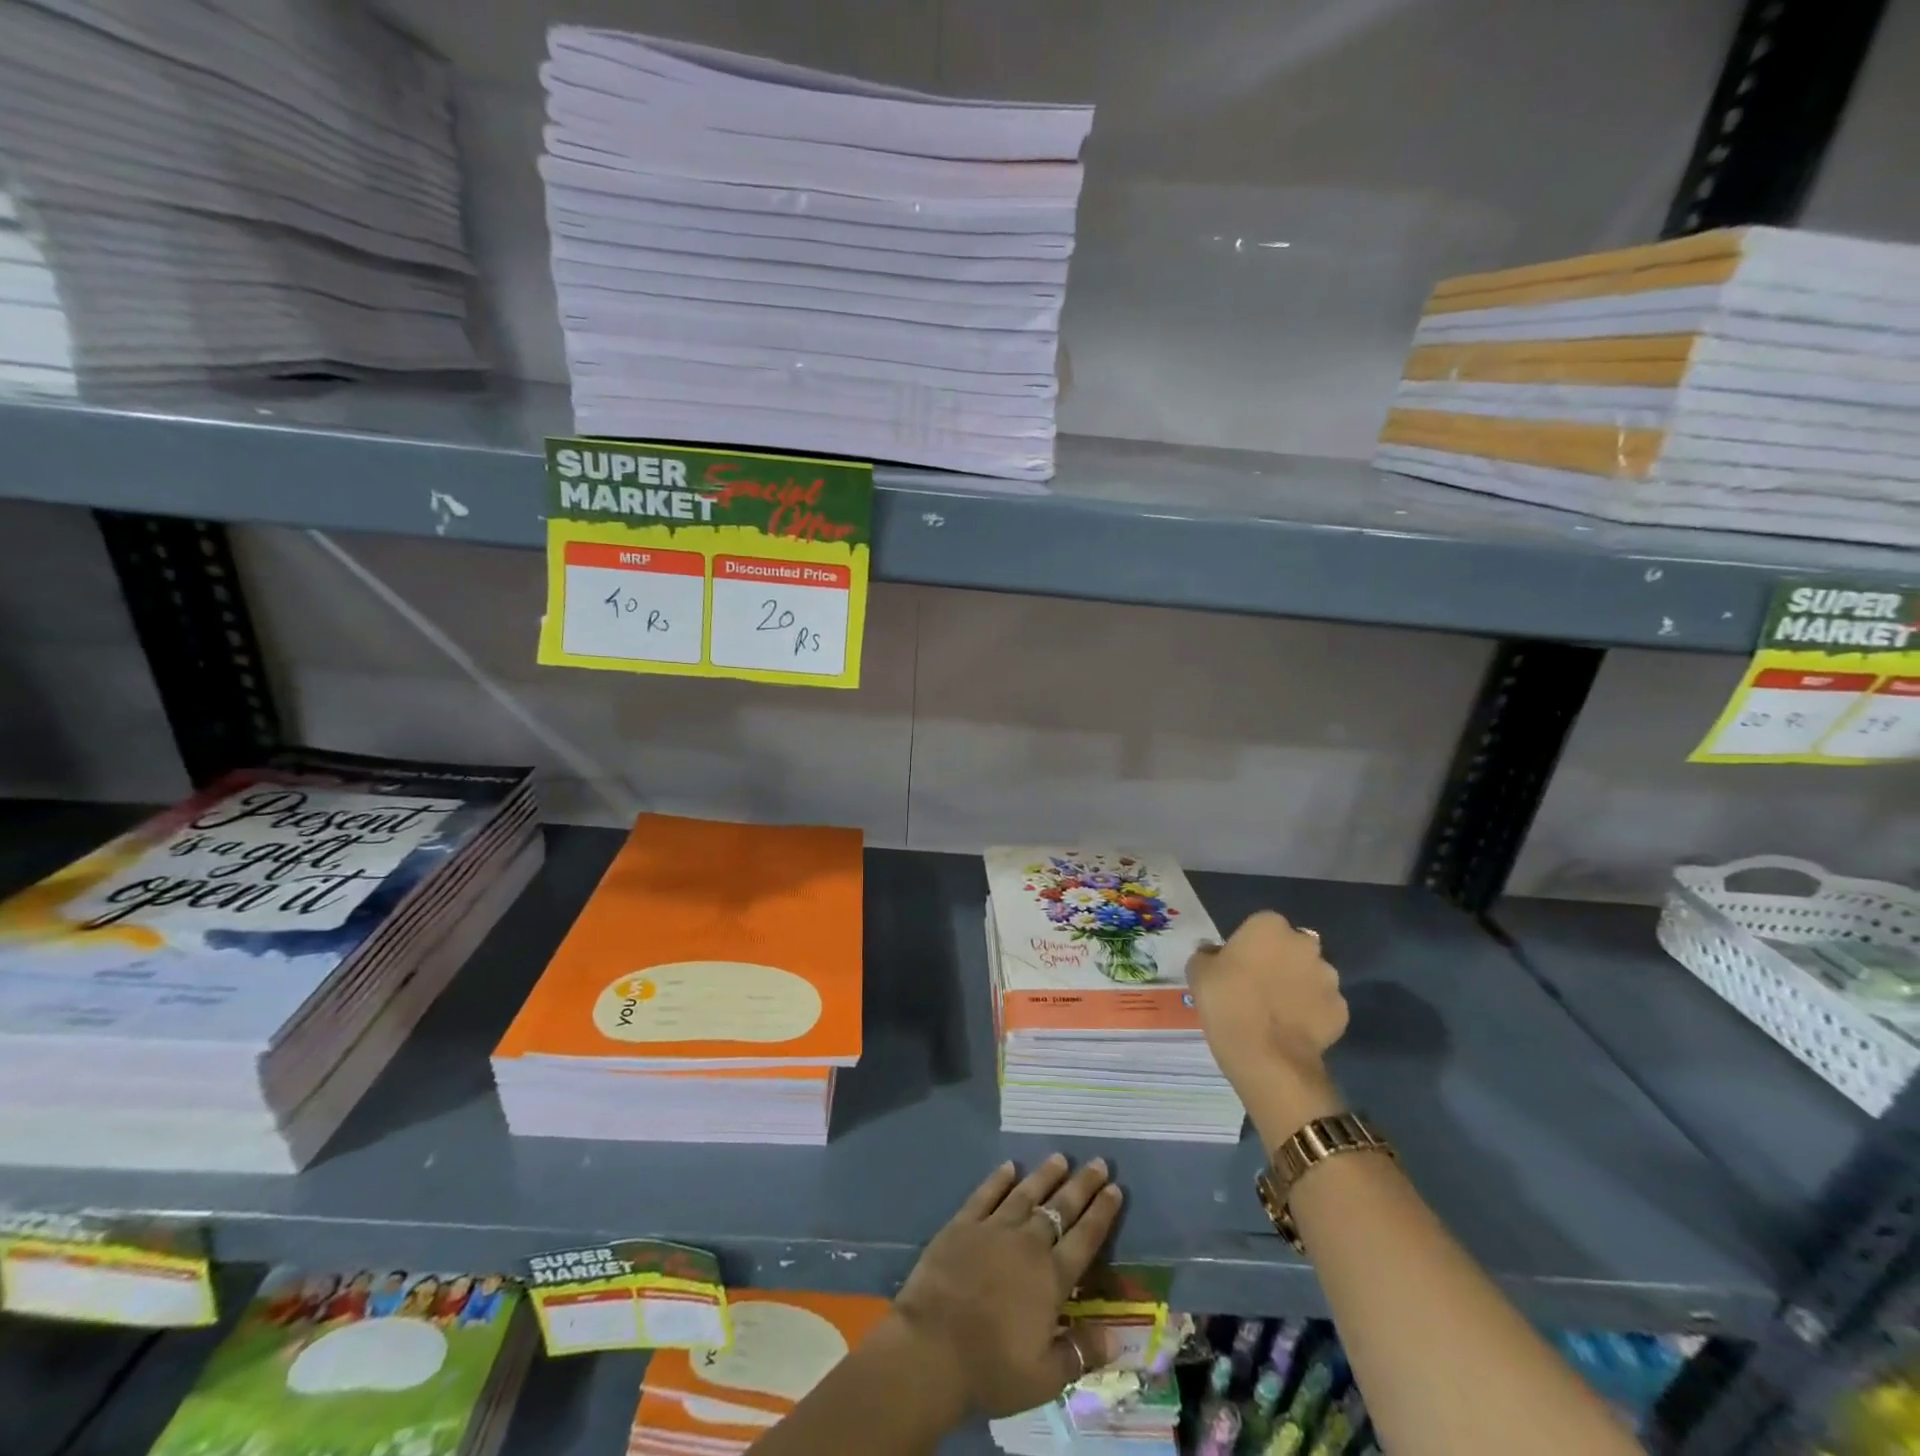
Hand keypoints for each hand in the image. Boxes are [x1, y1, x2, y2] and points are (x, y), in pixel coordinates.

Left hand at [890, 1155, 1123, 1417]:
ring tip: (1060, 1158)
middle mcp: (1027, 1244)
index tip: (1115, 1189)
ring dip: (1045, 1175)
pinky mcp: (963, 1224)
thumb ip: (1080, 1352)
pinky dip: (999, 1179)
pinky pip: (986, 1194)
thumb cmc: (991, 1367)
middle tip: (1099, 1162)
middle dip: (1082, 1185)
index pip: (1085, 1239)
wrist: (932, 1347)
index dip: (1102, 1213)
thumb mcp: (1045, 1377)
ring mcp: (993, 1229)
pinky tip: (1009, 1166)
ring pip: (1026, 1194)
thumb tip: (1116, 1336)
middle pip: (1060, 1208)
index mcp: (1051, 1278)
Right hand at [1188, 910, 1347, 1099]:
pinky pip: (1323, 1005)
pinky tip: (1292, 1030)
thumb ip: (1206, 955)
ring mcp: (1328, 978)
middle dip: (1280, 961)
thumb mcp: (1199, 973)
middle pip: (1291, 947)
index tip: (1237, 965)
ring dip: (1299, 985)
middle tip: (1258, 985)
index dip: (1249, 945)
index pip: (1260, 925)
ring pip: (1311, 975)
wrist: (1266, 1057)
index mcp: (1269, 926)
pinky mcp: (1341, 1010)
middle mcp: (1305, 944)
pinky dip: (1312, 1013)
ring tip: (1277, 1011)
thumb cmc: (1226, 1002)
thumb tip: (1212, 952)